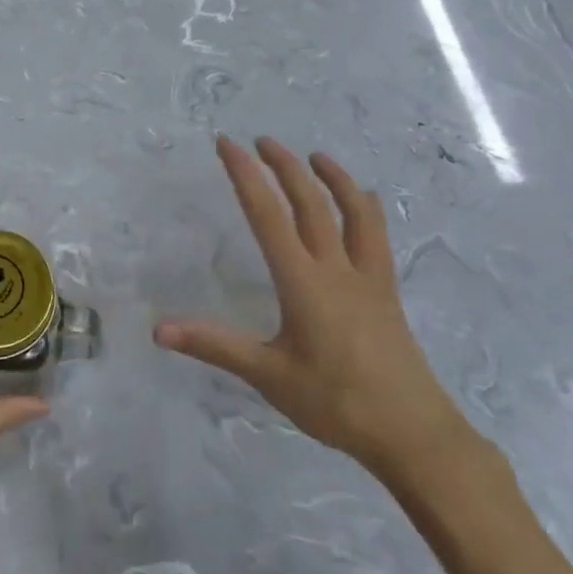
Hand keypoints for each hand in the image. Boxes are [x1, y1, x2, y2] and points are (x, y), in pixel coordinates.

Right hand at [153, 136, 469, 479]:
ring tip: (314, 156)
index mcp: (302, 282)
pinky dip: (365, 208)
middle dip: (283, 166)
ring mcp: (367, 278)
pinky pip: (376, 237)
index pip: (267, 215)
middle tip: (261, 140)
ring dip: (333, 178)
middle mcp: (336, 268)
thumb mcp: (268, 375)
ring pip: (353, 212)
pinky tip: (363, 203)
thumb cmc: (336, 403)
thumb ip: (214, 345)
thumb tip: (159, 329)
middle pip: (310, 203)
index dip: (245, 175)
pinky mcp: (386, 292)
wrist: (413, 433)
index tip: (228, 144)